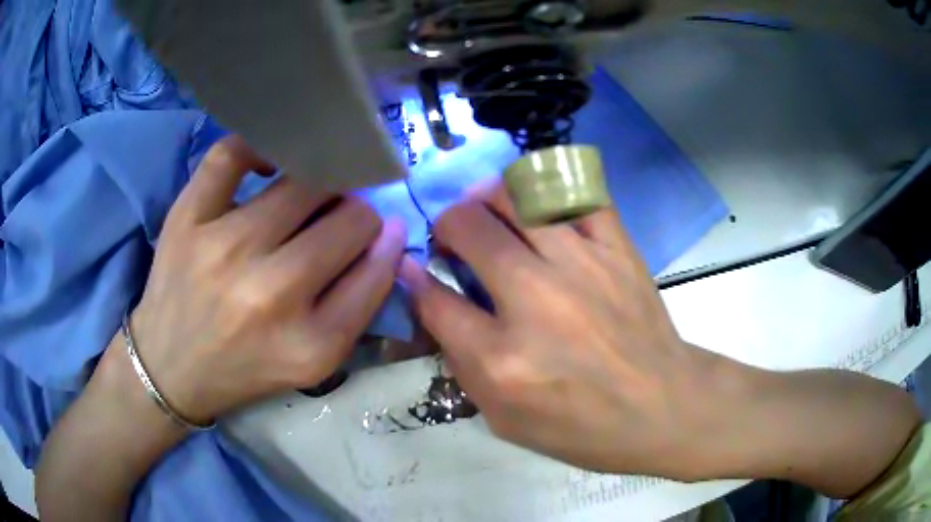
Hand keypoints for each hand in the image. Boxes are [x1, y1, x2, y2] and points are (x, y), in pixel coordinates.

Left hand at [131, 136, 405, 423]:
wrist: (170, 367)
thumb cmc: (246, 366)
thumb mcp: (314, 360)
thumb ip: (359, 302)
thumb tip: (390, 231)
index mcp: (309, 342)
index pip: (377, 266)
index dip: (384, 243)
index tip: (378, 235)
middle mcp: (268, 293)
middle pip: (349, 218)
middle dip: (355, 215)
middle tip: (336, 221)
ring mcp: (223, 247)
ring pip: (303, 183)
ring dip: (320, 185)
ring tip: (308, 196)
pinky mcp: (187, 218)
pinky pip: (232, 155)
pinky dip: (259, 147)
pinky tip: (268, 164)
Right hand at [400, 180, 730, 477]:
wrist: (662, 407)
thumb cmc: (582, 427)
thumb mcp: (504, 418)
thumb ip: (461, 361)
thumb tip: (431, 298)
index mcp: (502, 359)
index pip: (435, 300)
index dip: (416, 280)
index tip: (416, 270)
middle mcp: (536, 301)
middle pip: (469, 229)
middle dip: (447, 225)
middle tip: (454, 237)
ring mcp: (583, 266)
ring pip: (517, 198)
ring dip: (488, 198)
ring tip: (488, 210)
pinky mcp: (618, 249)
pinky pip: (577, 194)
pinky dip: (549, 190)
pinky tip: (539, 205)